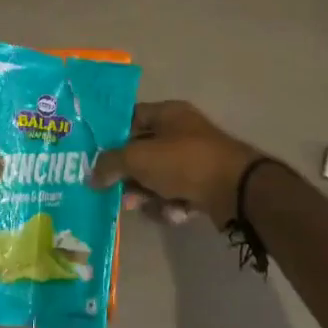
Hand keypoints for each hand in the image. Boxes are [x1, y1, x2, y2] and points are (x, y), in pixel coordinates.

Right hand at [89, 100, 261, 228]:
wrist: (236, 190)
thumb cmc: (184, 162)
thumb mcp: (138, 158)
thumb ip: (109, 164)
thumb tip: (91, 176)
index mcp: (168, 113)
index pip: (130, 118)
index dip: (110, 136)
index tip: (94, 157)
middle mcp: (181, 132)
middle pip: (142, 153)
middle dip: (128, 176)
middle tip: (117, 193)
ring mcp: (195, 160)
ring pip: (157, 178)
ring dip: (147, 195)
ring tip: (143, 207)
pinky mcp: (204, 186)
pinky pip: (176, 195)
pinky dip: (170, 206)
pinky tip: (175, 213)